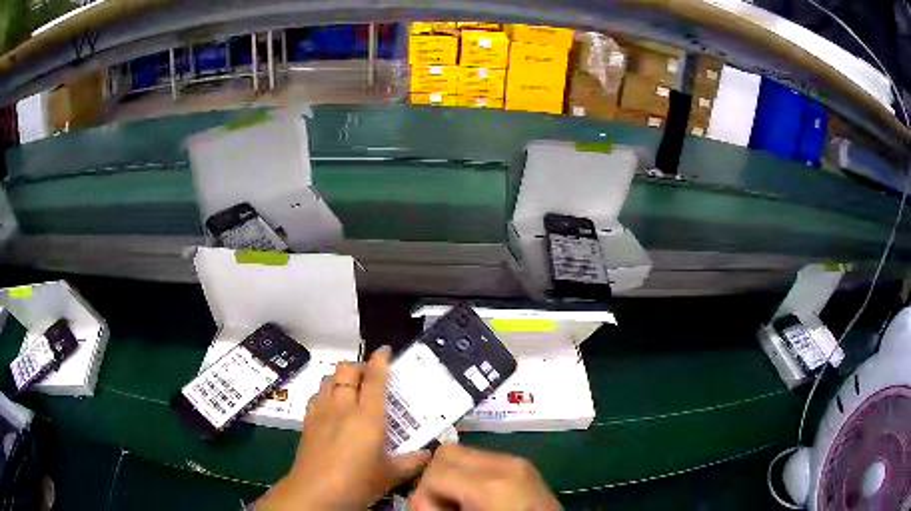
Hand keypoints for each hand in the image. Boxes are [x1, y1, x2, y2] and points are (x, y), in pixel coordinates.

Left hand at [257, 347, 430, 509]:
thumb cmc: (358, 482)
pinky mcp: (307, 421)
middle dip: (359, 365)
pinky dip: (326, 392)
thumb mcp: (391, 475)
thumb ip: (412, 462)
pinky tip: (332, 407)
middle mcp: (343, 406)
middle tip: (371, 375)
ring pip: (328, 379)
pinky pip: (316, 395)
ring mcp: (321, 411)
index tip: (386, 350)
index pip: (374, 378)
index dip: (380, 360)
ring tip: (352, 389)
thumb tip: (430, 454)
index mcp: (368, 416)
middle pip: (346, 370)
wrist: (316, 492)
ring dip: (340, 377)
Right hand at [409, 445, 560, 510]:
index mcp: (491, 485)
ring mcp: (519, 462)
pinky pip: (484, 461)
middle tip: (442, 508)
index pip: (434, 471)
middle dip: (435, 480)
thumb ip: (436, 509)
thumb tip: (420, 501)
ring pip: (464, 453)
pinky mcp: (525, 466)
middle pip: (447, 453)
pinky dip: (471, 477)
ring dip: (452, 477)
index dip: (424, 496)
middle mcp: (506, 464)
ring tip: (460, 503)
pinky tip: (478, 499)